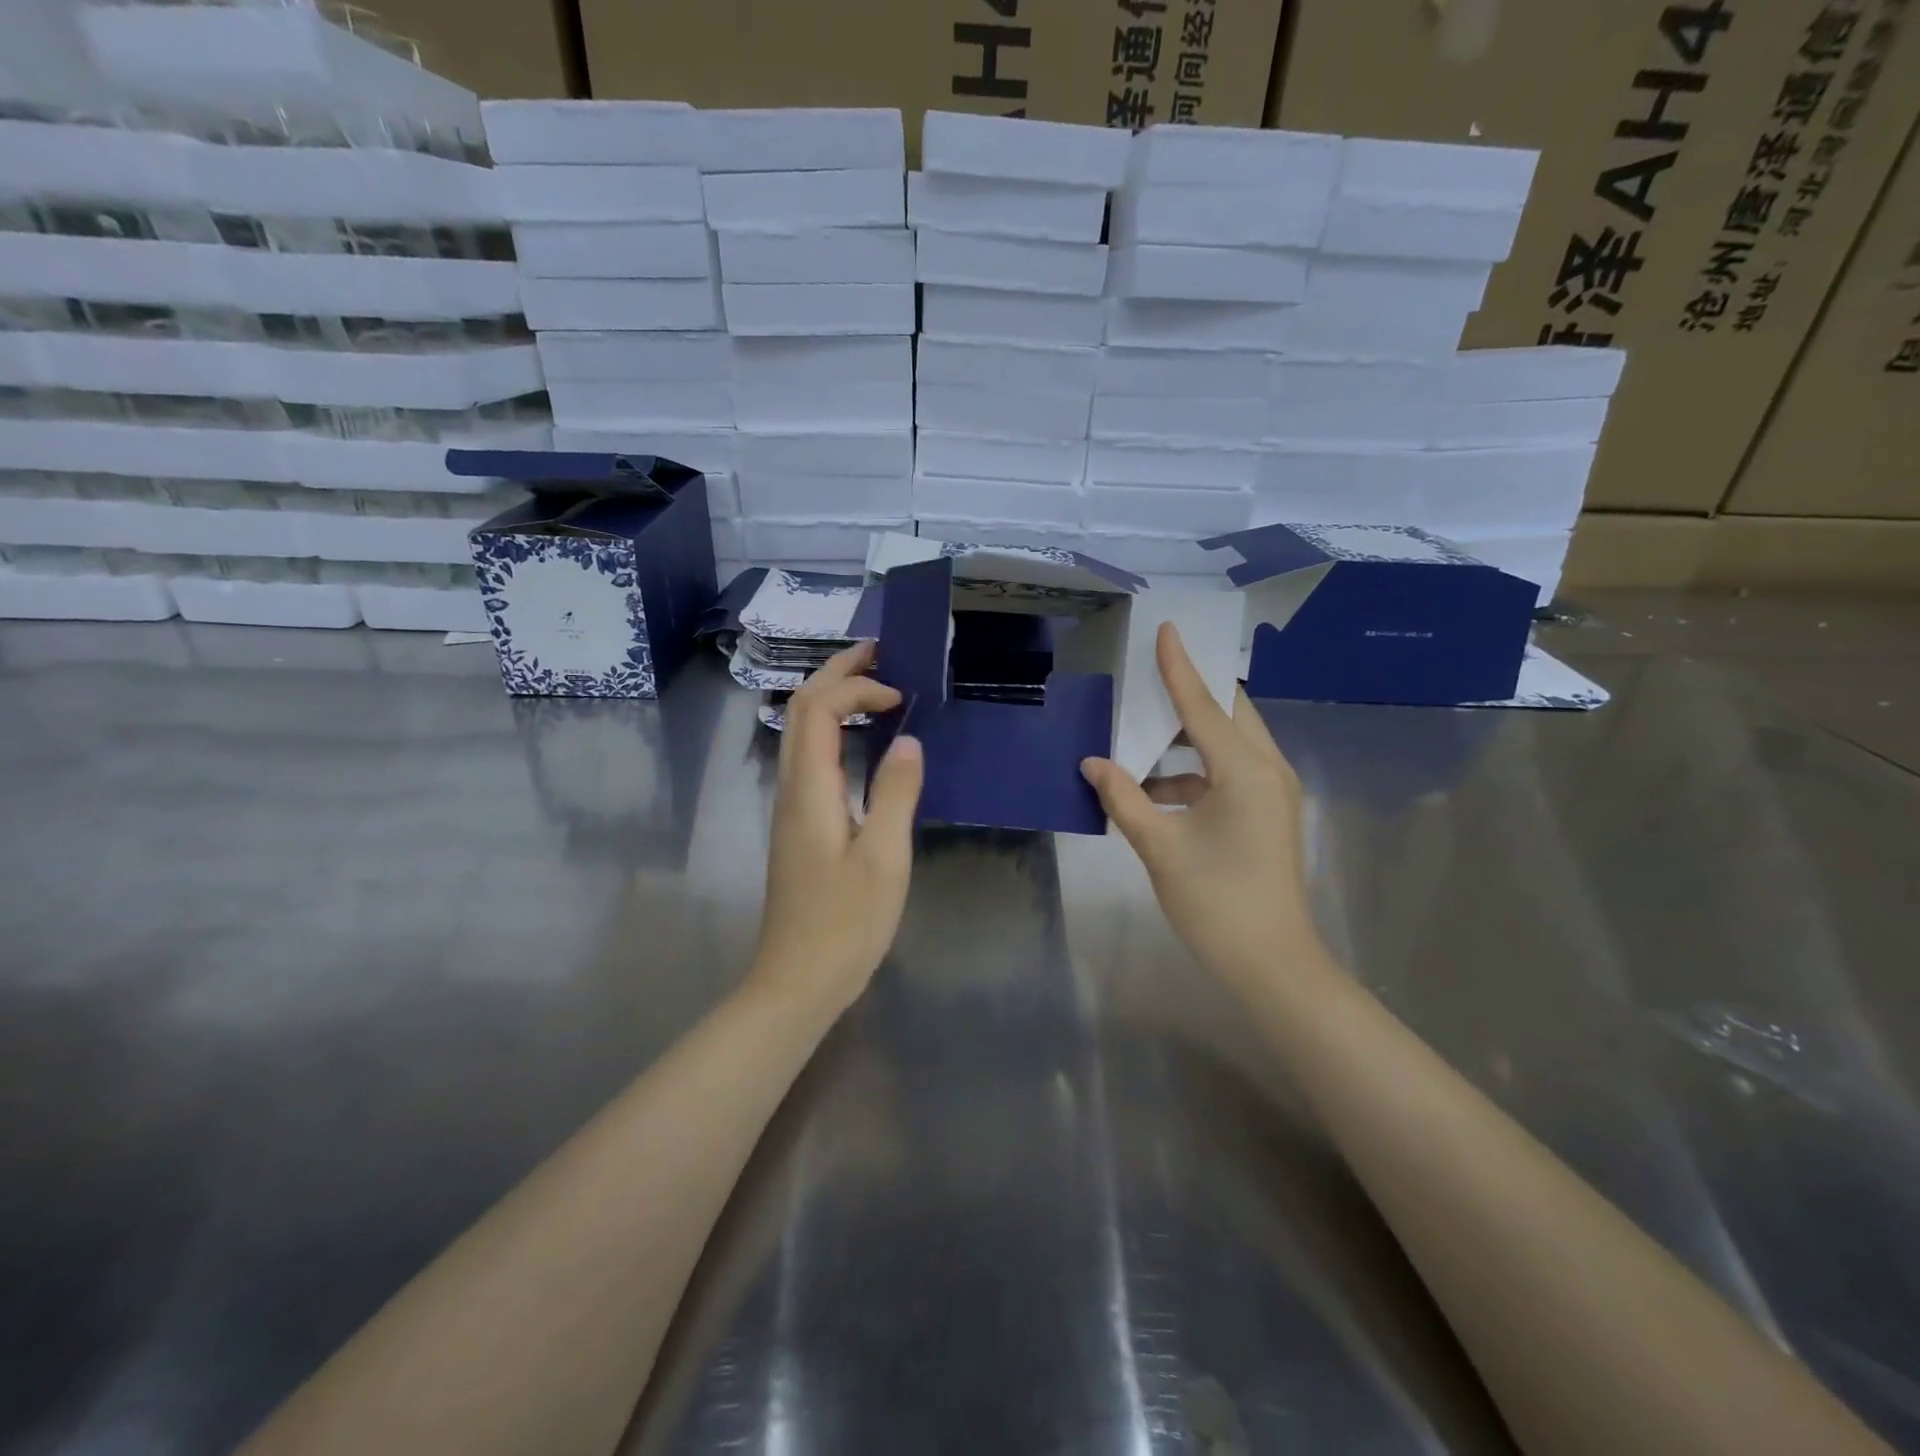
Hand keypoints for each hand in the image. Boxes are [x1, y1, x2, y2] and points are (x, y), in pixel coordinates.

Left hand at [753, 642, 923, 1013]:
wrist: (797, 980)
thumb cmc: (845, 924)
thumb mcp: (884, 858)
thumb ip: (896, 793)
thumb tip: (908, 740)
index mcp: (810, 789)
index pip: (819, 709)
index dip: (858, 688)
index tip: (901, 698)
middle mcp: (792, 788)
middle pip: (802, 710)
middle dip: (838, 674)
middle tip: (880, 653)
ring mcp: (791, 806)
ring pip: (802, 732)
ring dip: (834, 700)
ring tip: (876, 687)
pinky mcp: (800, 824)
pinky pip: (812, 758)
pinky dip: (836, 731)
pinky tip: (866, 743)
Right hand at [1081, 623, 1323, 996]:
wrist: (1272, 964)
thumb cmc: (1216, 902)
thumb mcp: (1160, 846)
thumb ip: (1124, 798)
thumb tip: (1092, 763)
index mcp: (1245, 770)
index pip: (1204, 705)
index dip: (1180, 667)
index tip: (1167, 629)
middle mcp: (1268, 770)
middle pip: (1228, 714)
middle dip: (1190, 693)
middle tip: (1150, 676)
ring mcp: (1273, 793)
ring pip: (1230, 744)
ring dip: (1188, 739)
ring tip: (1142, 737)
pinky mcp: (1269, 814)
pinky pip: (1230, 773)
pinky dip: (1194, 771)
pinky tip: (1155, 789)